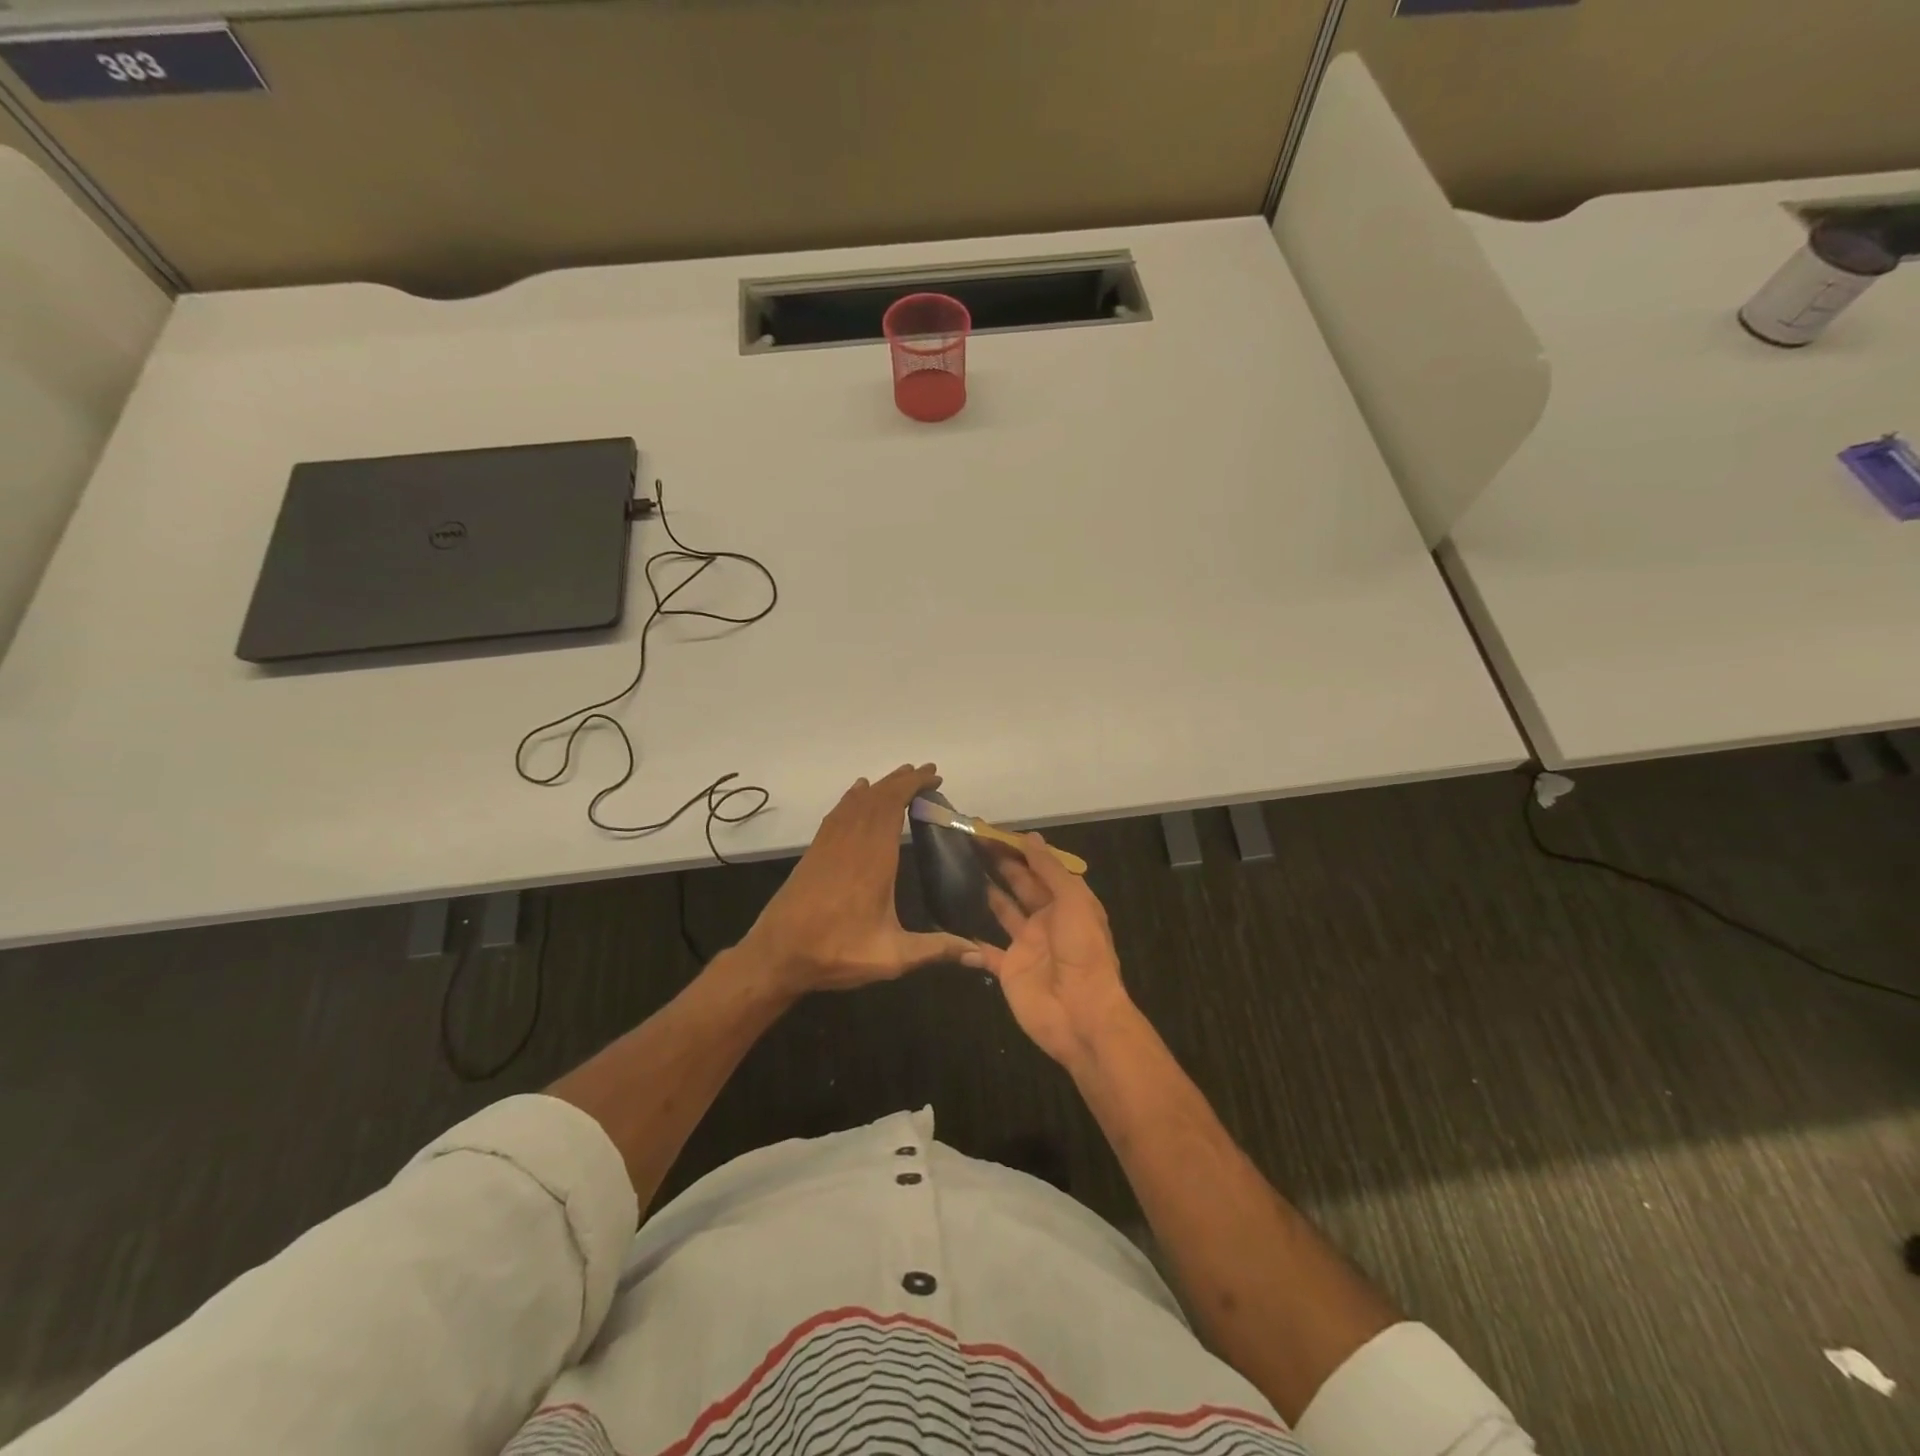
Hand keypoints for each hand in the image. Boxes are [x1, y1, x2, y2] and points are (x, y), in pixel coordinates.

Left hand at [738, 763, 975, 993]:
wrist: (777, 955)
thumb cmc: (836, 952)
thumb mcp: (892, 957)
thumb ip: (936, 950)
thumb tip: (979, 955)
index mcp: (874, 859)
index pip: (894, 806)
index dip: (913, 786)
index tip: (933, 776)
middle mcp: (852, 842)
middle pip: (877, 798)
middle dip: (902, 780)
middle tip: (926, 772)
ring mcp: (830, 844)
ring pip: (856, 801)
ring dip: (880, 786)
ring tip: (901, 777)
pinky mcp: (815, 851)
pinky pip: (837, 812)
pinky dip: (853, 797)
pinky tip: (858, 792)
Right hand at [969, 834, 1140, 1071]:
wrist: (1081, 1014)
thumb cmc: (1082, 950)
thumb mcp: (1074, 901)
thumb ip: (1050, 870)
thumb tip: (1030, 837)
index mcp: (1067, 902)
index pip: (1041, 868)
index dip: (1020, 850)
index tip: (993, 832)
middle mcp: (1047, 920)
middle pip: (1021, 885)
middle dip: (1001, 864)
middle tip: (972, 842)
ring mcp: (1027, 945)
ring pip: (1004, 912)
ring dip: (988, 893)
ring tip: (962, 870)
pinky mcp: (1009, 970)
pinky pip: (986, 952)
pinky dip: (972, 941)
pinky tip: (953, 924)